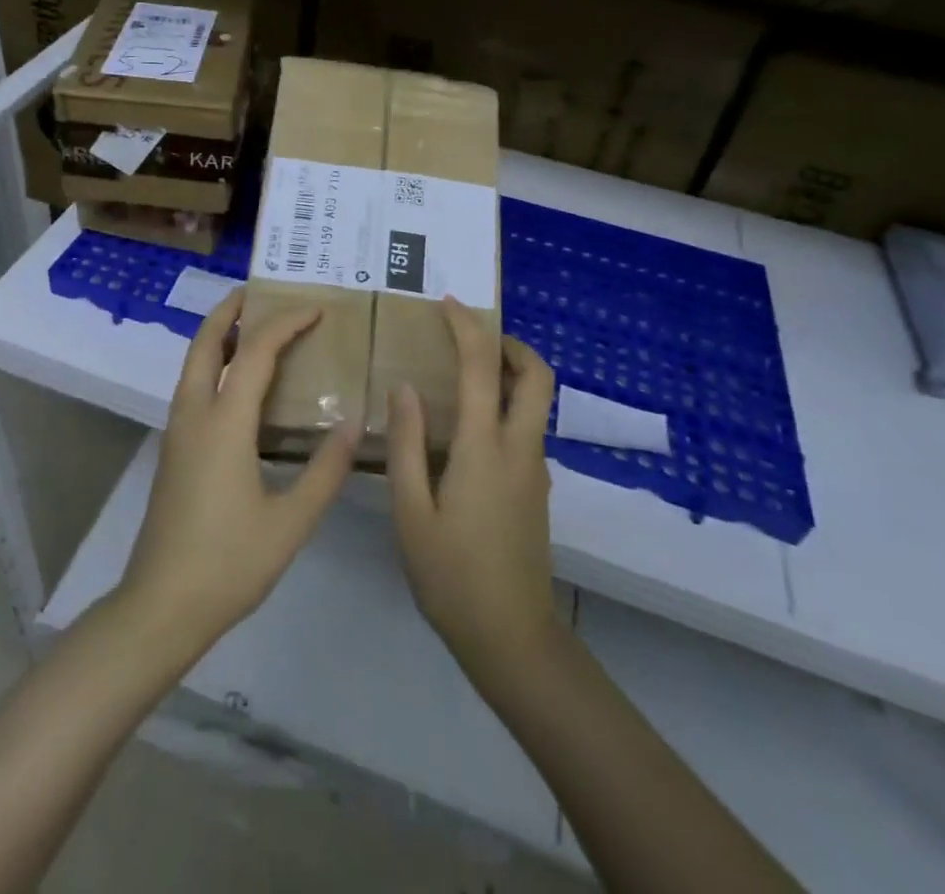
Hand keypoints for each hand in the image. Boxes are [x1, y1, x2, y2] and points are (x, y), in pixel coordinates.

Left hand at [120, 289, 360, 658]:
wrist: (161, 607)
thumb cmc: (229, 562)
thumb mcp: (291, 521)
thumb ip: (326, 469)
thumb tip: (354, 420)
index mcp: (224, 422)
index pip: (257, 352)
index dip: (286, 324)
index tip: (316, 310)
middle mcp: (194, 414)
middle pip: (206, 342)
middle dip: (231, 310)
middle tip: (261, 292)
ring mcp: (178, 431)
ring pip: (194, 363)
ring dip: (220, 336)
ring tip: (255, 328)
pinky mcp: (174, 450)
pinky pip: (193, 386)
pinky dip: (215, 364)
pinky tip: (241, 385)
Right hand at [388, 298, 563, 689]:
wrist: (513, 640)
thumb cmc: (452, 576)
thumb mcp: (411, 511)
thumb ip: (407, 444)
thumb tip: (405, 388)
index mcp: (486, 448)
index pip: (483, 367)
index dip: (467, 327)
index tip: (446, 304)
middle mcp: (520, 448)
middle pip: (538, 375)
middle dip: (510, 343)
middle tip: (470, 337)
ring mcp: (534, 469)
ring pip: (536, 401)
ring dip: (509, 372)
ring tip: (461, 373)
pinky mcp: (535, 488)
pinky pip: (525, 427)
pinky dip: (505, 404)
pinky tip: (465, 427)